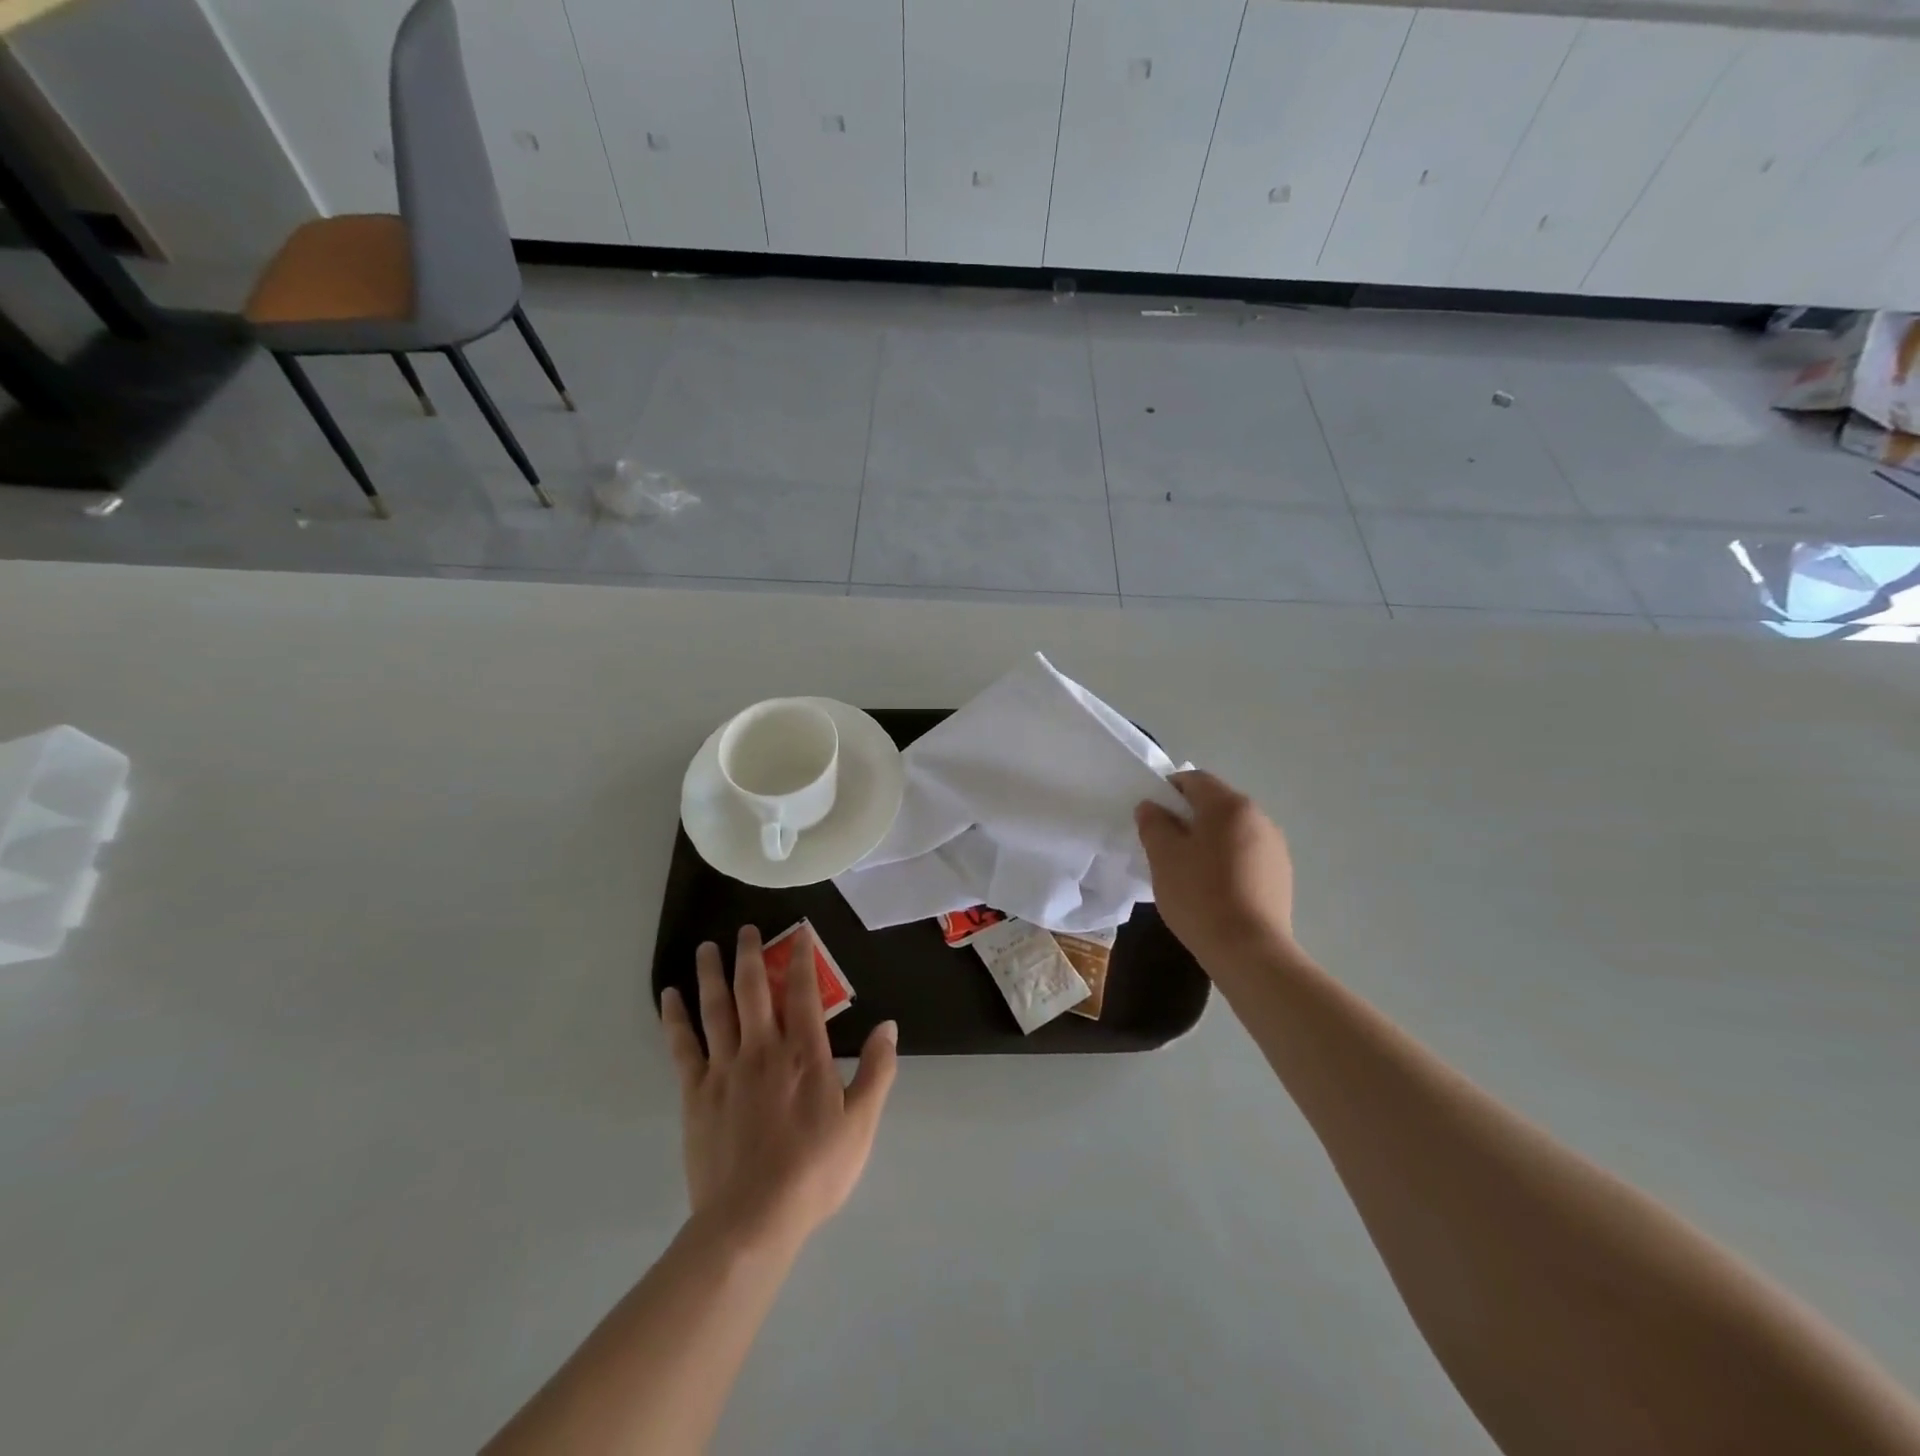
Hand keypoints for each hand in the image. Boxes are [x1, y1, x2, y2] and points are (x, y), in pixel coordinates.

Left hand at [660, 926, 897, 1251]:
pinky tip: (670, 996)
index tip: (799, 933)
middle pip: (753, 990)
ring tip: (707, 947)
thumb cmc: (814, 1171)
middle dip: (751, 954)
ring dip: (712, 973)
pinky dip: (675, 1017)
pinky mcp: (696, 1092)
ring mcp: (725, 1068)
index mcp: (804, 1053)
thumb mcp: (861, 1123)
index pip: (803, 992)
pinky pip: (683, 1046)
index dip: (801, 959)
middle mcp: (763, 1048)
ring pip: (716, 1008)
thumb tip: (888, 1026)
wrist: (751, 1220)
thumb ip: (877, 1071)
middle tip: (746, 929)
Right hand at [1136, 769, 1297, 974]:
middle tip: (1165, 846)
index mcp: (1229, 805)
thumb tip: (1151, 807)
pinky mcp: (1281, 875)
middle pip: (1216, 804)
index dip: (1168, 790)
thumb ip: (1153, 823)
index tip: (1152, 817)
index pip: (1194, 779)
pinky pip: (1247, 854)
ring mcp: (1275, 847)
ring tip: (1189, 871)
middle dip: (1188, 817)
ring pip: (1232, 831)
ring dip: (1209, 840)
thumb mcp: (1163, 857)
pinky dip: (1227, 861)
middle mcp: (1259, 817)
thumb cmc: (1200, 895)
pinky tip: (1214, 890)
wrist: (1249, 951)